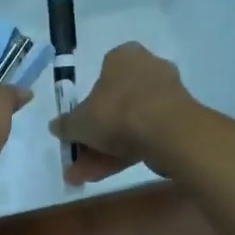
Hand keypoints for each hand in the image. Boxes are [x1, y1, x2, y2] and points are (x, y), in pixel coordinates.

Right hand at [53, 41, 196, 184]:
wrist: (168, 132)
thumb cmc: (117, 112)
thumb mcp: (79, 122)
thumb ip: (66, 125)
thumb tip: (55, 127)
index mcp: (124, 57)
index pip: (102, 75)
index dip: (87, 104)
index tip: (78, 126)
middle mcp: (148, 70)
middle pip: (115, 106)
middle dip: (94, 137)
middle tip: (78, 159)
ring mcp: (166, 97)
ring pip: (129, 125)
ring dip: (105, 151)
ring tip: (85, 177)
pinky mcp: (179, 122)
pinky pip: (145, 136)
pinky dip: (125, 154)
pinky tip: (103, 176)